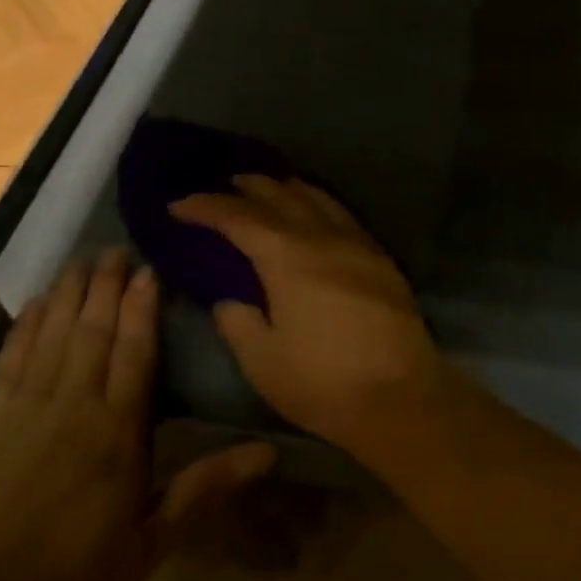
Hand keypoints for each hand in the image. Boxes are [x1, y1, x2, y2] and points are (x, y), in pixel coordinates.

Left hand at [0, 249, 273, 580]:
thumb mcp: (146, 546)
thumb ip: (204, 488)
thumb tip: (269, 452)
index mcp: (115, 433)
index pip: (135, 353)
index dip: (143, 308)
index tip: (150, 269)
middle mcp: (69, 407)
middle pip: (92, 331)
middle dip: (106, 287)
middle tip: (117, 248)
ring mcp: (19, 412)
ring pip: (51, 336)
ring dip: (68, 295)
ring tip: (82, 261)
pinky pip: (10, 360)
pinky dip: (25, 327)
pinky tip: (33, 307)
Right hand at [169, 176, 451, 449]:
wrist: (401, 396)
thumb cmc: (323, 383)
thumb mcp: (263, 361)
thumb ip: (239, 323)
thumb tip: (230, 301)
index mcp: (289, 259)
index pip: (240, 219)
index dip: (207, 208)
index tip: (179, 205)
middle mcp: (326, 240)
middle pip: (284, 198)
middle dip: (251, 188)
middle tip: (225, 184)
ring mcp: (361, 247)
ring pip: (321, 201)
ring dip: (291, 189)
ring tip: (272, 187)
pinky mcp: (384, 262)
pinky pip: (347, 218)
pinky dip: (323, 206)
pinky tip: (319, 215)